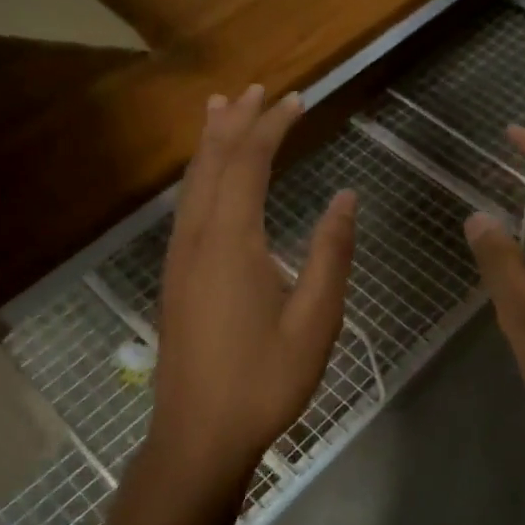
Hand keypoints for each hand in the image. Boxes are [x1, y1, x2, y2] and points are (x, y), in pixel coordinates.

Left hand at [146, 86, 355, 493]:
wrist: (198, 435)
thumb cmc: (264, 380)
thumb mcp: (315, 319)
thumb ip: (331, 253)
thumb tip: (346, 198)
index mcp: (232, 241)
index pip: (249, 163)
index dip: (272, 126)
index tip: (297, 99)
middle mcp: (198, 237)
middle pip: (213, 162)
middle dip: (237, 121)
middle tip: (259, 89)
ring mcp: (181, 257)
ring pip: (193, 182)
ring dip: (212, 142)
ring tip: (224, 109)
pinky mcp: (177, 277)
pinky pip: (188, 205)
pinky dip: (202, 174)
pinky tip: (210, 179)